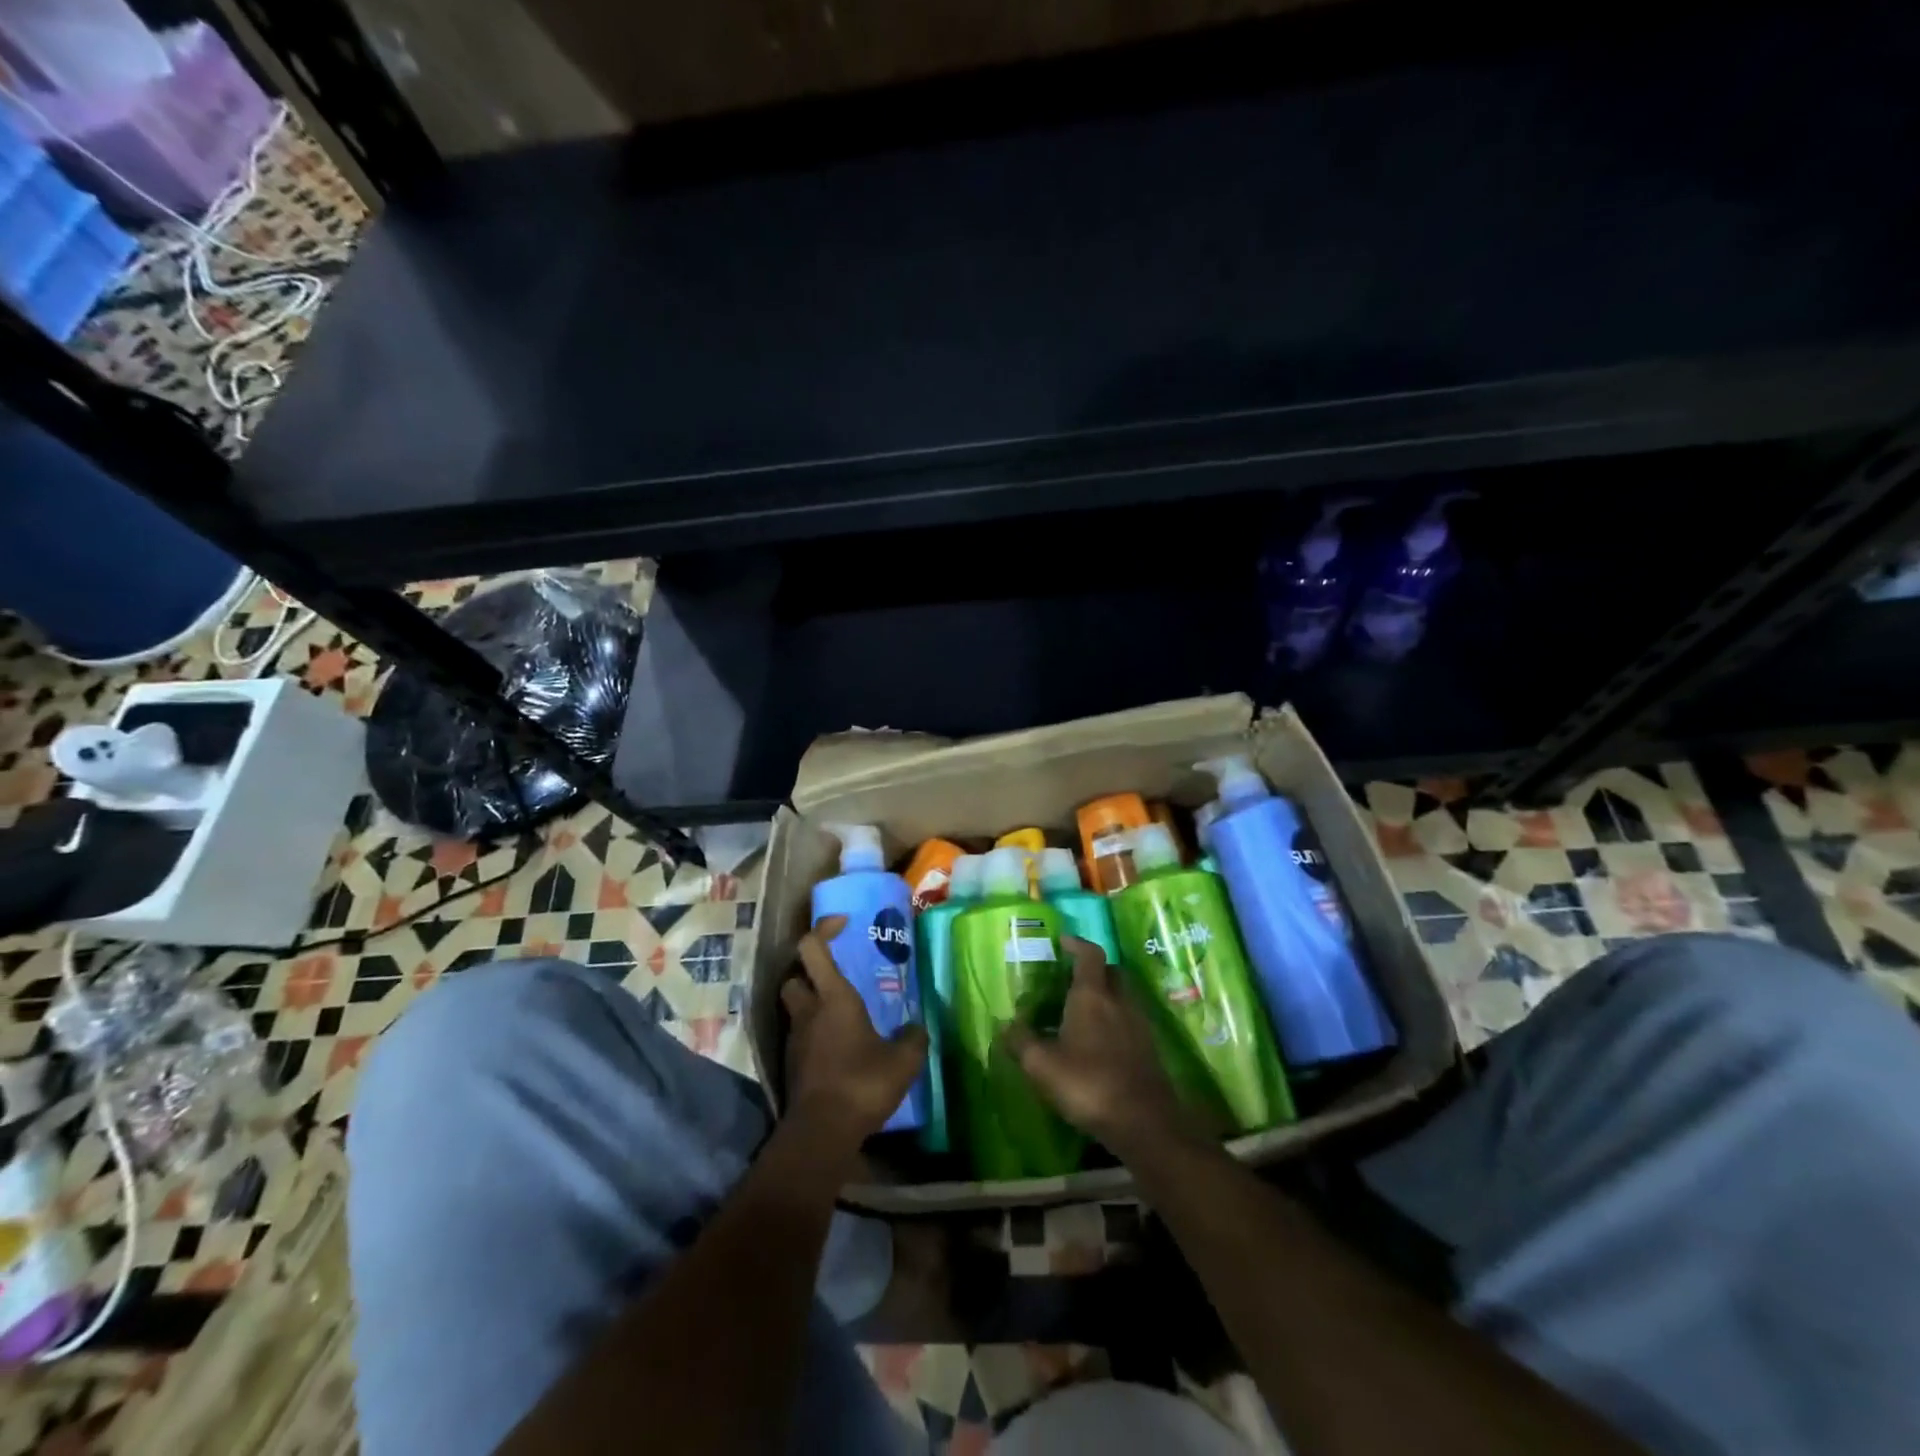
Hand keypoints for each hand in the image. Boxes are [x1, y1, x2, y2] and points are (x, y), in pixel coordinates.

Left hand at [781, 916, 928, 1150]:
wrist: (821, 1132)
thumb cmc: (862, 1083)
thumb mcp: (904, 1061)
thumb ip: (913, 1038)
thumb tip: (918, 1027)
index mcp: (833, 998)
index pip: (812, 948)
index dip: (823, 929)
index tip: (843, 923)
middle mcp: (809, 1011)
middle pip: (793, 976)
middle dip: (809, 970)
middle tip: (835, 974)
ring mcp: (796, 1039)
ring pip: (794, 1007)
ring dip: (811, 1002)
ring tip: (840, 1012)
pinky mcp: (792, 1065)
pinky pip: (800, 1035)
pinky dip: (814, 1032)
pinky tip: (838, 1046)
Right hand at [1003, 937, 1194, 1160]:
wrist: (1143, 1121)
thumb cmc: (1088, 1083)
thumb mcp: (1042, 1065)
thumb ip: (1021, 1042)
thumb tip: (1005, 1026)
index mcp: (1092, 995)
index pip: (1089, 954)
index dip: (1077, 944)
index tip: (1063, 941)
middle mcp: (1119, 1001)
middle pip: (1111, 971)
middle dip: (1094, 969)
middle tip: (1072, 978)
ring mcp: (1138, 1024)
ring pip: (1123, 996)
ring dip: (1106, 996)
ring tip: (1083, 1012)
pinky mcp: (1149, 1048)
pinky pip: (1130, 1020)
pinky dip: (1115, 1020)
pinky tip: (1100, 1042)